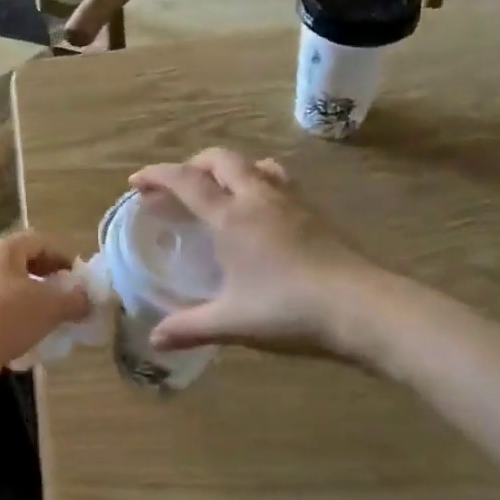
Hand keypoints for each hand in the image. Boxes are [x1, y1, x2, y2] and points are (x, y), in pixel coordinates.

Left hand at [0, 231, 92, 385]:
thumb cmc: (8, 316)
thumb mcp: (50, 306)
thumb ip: (75, 300)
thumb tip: (88, 300)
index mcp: (3, 249)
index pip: (40, 241)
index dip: (64, 256)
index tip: (80, 279)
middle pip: (24, 262)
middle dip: (49, 278)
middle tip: (68, 297)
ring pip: (11, 286)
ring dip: (34, 298)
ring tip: (52, 317)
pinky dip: (17, 314)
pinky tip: (30, 333)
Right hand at [129, 149, 392, 358]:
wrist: (363, 309)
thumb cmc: (289, 310)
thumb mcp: (232, 322)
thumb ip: (189, 328)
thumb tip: (154, 341)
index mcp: (232, 217)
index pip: (186, 181)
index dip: (157, 175)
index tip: (136, 183)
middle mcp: (258, 198)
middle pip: (221, 159)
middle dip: (192, 165)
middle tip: (177, 187)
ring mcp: (291, 202)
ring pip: (255, 165)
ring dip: (230, 170)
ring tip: (219, 193)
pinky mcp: (315, 214)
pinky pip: (279, 181)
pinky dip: (258, 183)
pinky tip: (260, 213)